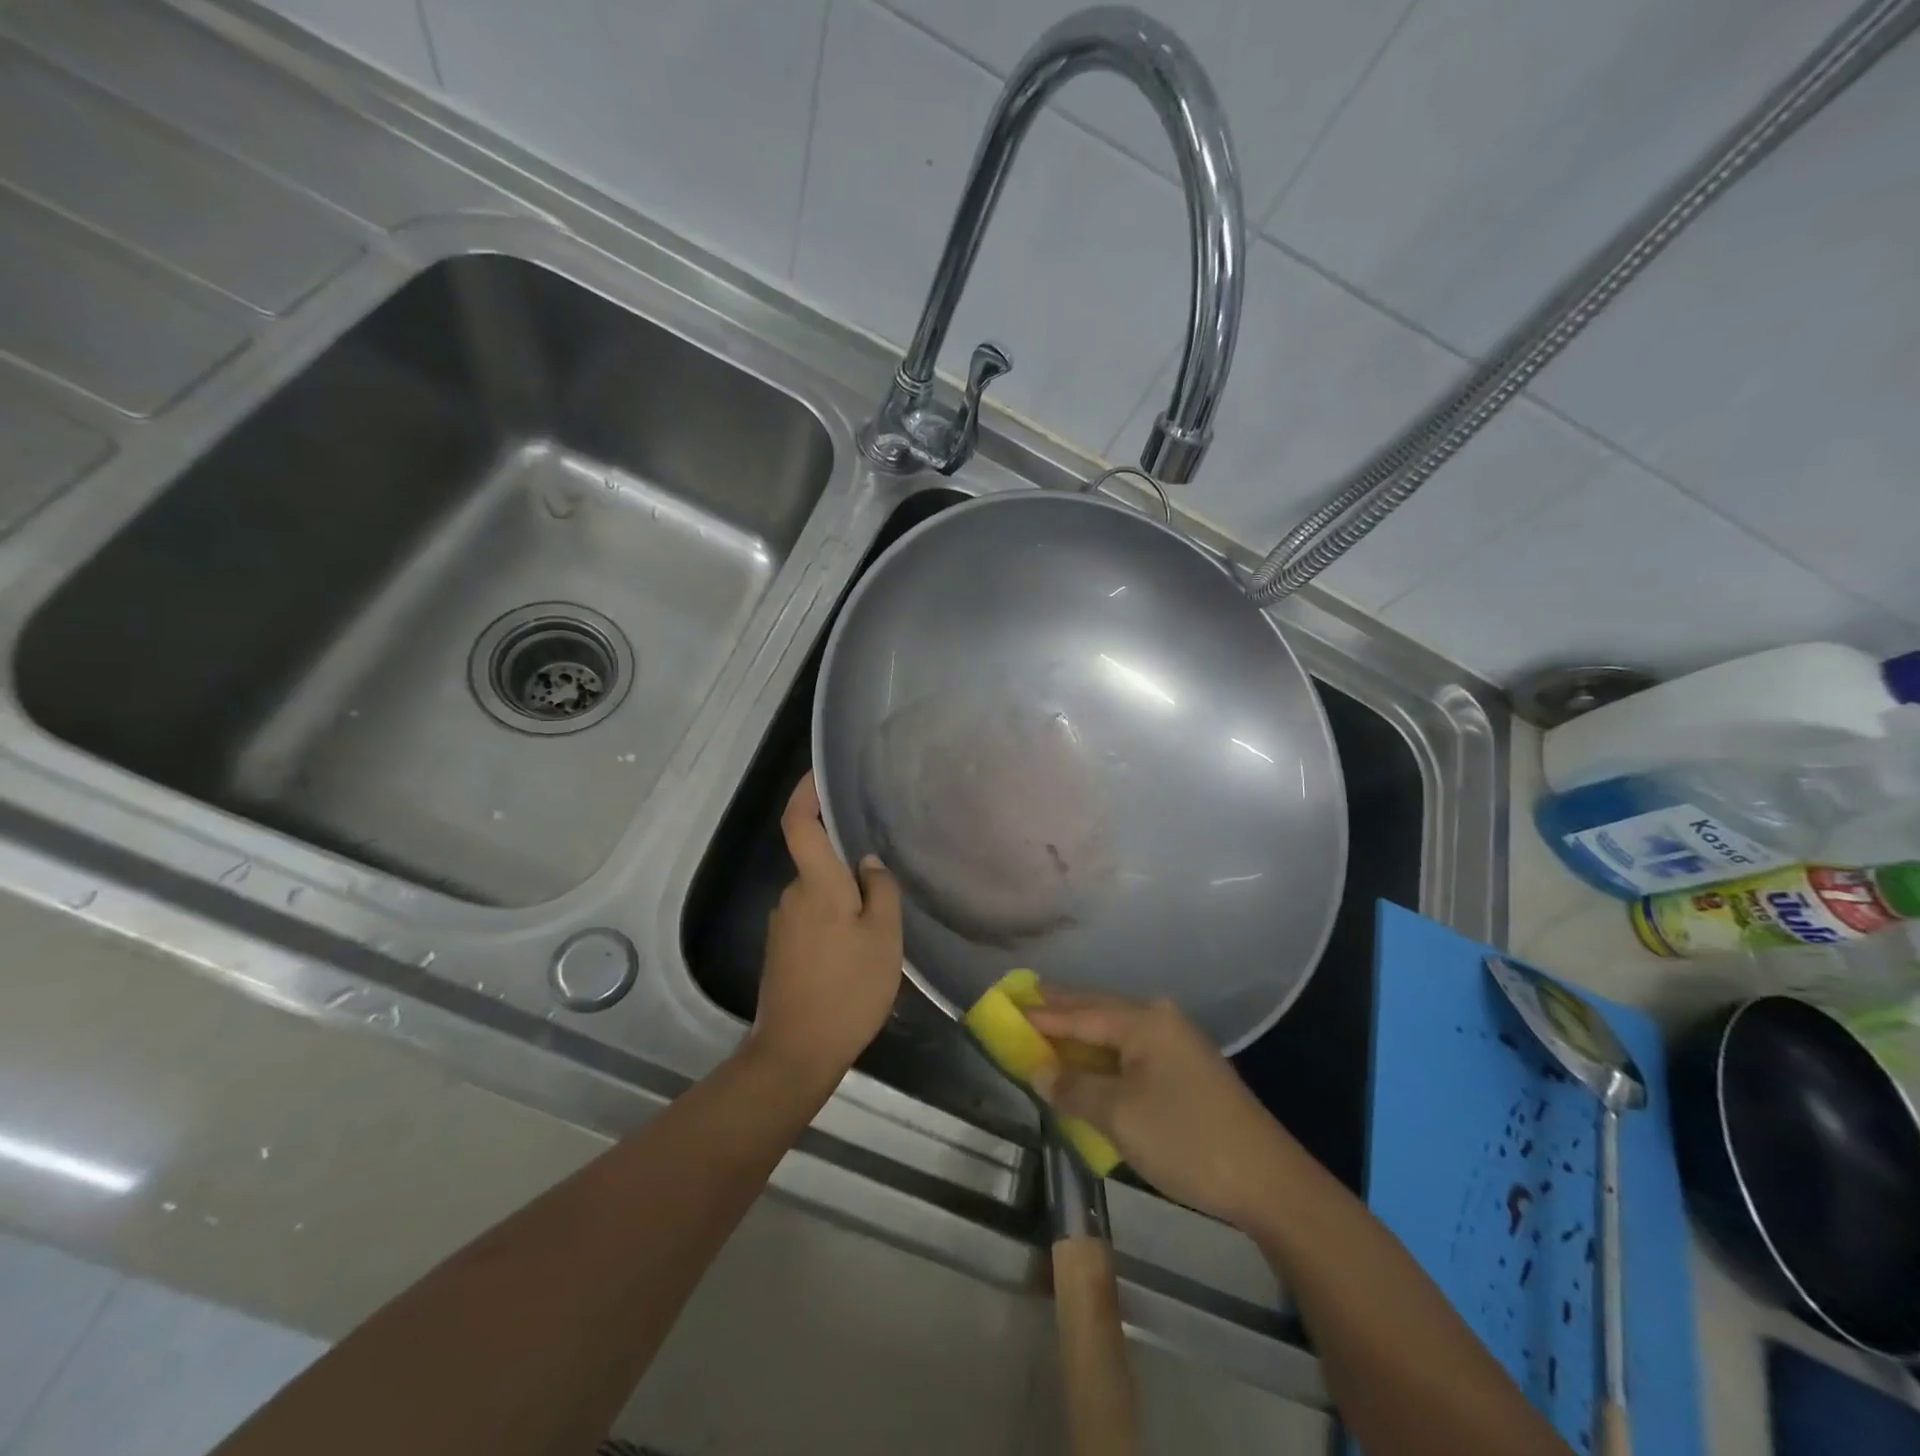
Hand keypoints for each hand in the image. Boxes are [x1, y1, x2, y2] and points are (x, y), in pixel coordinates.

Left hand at [750, 774, 902, 1087]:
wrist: (796, 1052)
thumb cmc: (848, 989)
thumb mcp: (883, 938)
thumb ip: (880, 891)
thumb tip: (868, 863)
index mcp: (816, 885)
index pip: (801, 824)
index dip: (806, 794)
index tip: (819, 774)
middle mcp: (792, 897)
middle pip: (818, 862)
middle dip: (848, 866)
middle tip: (887, 887)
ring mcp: (782, 925)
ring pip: (819, 895)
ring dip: (845, 900)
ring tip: (879, 929)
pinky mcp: (781, 951)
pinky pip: (813, 919)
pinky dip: (835, 923)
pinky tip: (857, 953)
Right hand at [1027, 993, 1293, 1228]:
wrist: (1268, 1182)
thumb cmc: (1186, 1139)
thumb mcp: (1119, 1116)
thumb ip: (1073, 1089)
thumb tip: (1038, 1071)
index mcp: (1144, 1022)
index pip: (1080, 1013)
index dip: (1042, 1014)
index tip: (1009, 1005)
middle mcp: (1161, 1020)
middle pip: (1099, 1010)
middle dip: (1062, 1009)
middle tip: (1024, 1001)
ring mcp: (1178, 1044)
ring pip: (1117, 1030)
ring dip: (1082, 1032)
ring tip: (1048, 1028)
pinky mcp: (1187, 1070)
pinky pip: (1132, 1050)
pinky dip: (1103, 1053)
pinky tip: (1089, 1061)